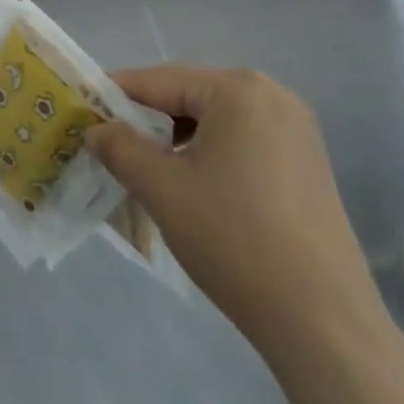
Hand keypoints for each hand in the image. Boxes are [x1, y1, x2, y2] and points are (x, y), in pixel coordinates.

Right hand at [85, 66, 386, 355]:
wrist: (323, 323)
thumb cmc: (233, 239)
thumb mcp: (160, 188)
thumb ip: (118, 147)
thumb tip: (96, 129)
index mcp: (237, 89)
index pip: (157, 81)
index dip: (113, 96)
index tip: (80, 113)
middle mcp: (272, 96)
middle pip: (188, 96)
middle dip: (146, 119)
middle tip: (108, 144)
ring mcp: (297, 131)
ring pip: (214, 120)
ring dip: (176, 138)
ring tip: (147, 170)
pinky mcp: (308, 165)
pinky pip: (242, 142)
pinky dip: (209, 154)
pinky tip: (193, 187)